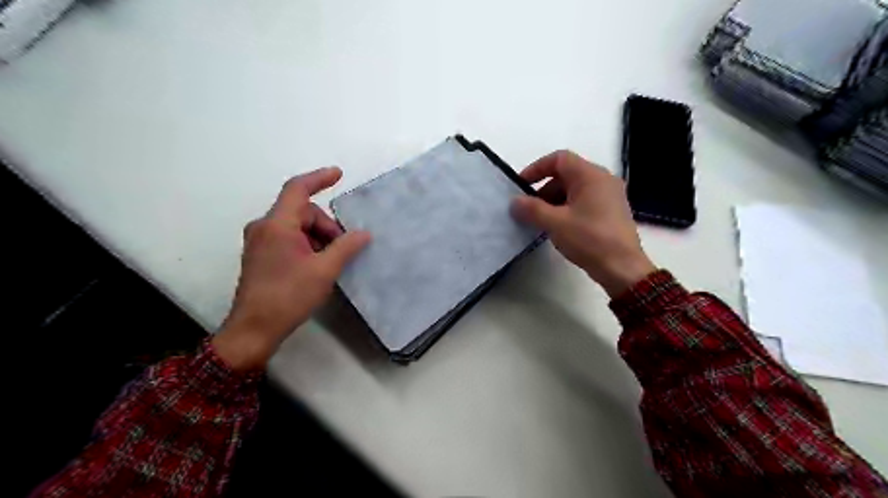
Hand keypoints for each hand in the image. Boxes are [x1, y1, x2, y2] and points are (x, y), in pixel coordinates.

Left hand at [212, 167, 372, 368]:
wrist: (254, 329)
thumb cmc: (289, 296)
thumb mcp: (324, 271)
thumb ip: (346, 247)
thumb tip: (364, 234)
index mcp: (277, 225)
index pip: (298, 189)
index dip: (319, 178)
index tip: (339, 174)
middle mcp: (264, 227)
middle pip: (302, 211)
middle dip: (326, 225)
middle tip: (341, 249)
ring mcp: (259, 241)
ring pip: (296, 226)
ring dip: (317, 237)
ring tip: (329, 262)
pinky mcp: (260, 255)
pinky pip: (288, 238)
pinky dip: (306, 244)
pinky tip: (316, 265)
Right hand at [510, 150, 653, 296]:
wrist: (622, 268)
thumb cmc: (589, 239)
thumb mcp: (555, 223)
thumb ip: (531, 209)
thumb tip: (514, 202)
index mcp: (590, 175)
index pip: (559, 159)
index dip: (536, 168)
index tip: (521, 186)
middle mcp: (602, 180)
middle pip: (566, 175)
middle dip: (543, 190)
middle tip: (529, 209)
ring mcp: (609, 196)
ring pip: (574, 190)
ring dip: (554, 202)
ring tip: (540, 221)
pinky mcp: (611, 212)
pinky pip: (583, 202)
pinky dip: (567, 209)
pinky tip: (558, 228)